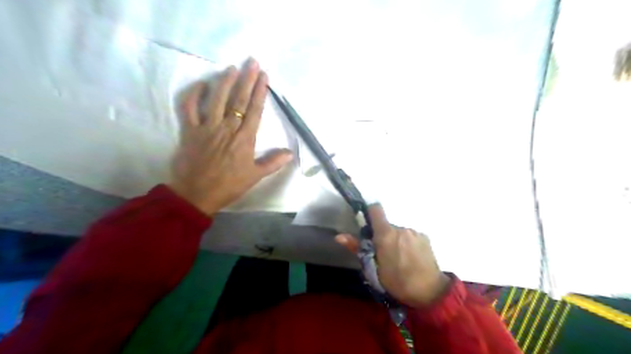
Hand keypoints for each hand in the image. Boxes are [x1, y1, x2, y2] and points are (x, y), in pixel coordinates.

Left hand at [169, 60, 294, 215]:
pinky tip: (201, 84)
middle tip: (252, 62)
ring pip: (216, 99)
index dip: (260, 92)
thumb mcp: (255, 176)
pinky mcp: (190, 130)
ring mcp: (207, 127)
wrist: (197, 194)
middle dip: (246, 79)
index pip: (254, 110)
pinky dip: (194, 95)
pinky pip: (189, 108)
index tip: (264, 76)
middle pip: (238, 100)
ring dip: (224, 81)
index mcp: (244, 139)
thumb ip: (273, 163)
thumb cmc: (229, 185)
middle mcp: (227, 128)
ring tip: (232, 68)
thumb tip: (290, 153)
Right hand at [335, 205, 447, 306]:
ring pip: (399, 231)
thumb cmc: (397, 281)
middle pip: (387, 225)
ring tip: (399, 258)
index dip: (370, 212)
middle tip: (383, 253)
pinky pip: (411, 236)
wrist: (429, 292)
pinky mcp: (425, 237)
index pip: (376, 209)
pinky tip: (411, 257)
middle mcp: (400, 228)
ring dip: (396, 240)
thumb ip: (357, 248)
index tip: (368, 224)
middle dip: (383, 235)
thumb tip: (339, 236)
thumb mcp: (374, 268)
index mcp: (386, 234)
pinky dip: (408, 243)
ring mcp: (414, 232)